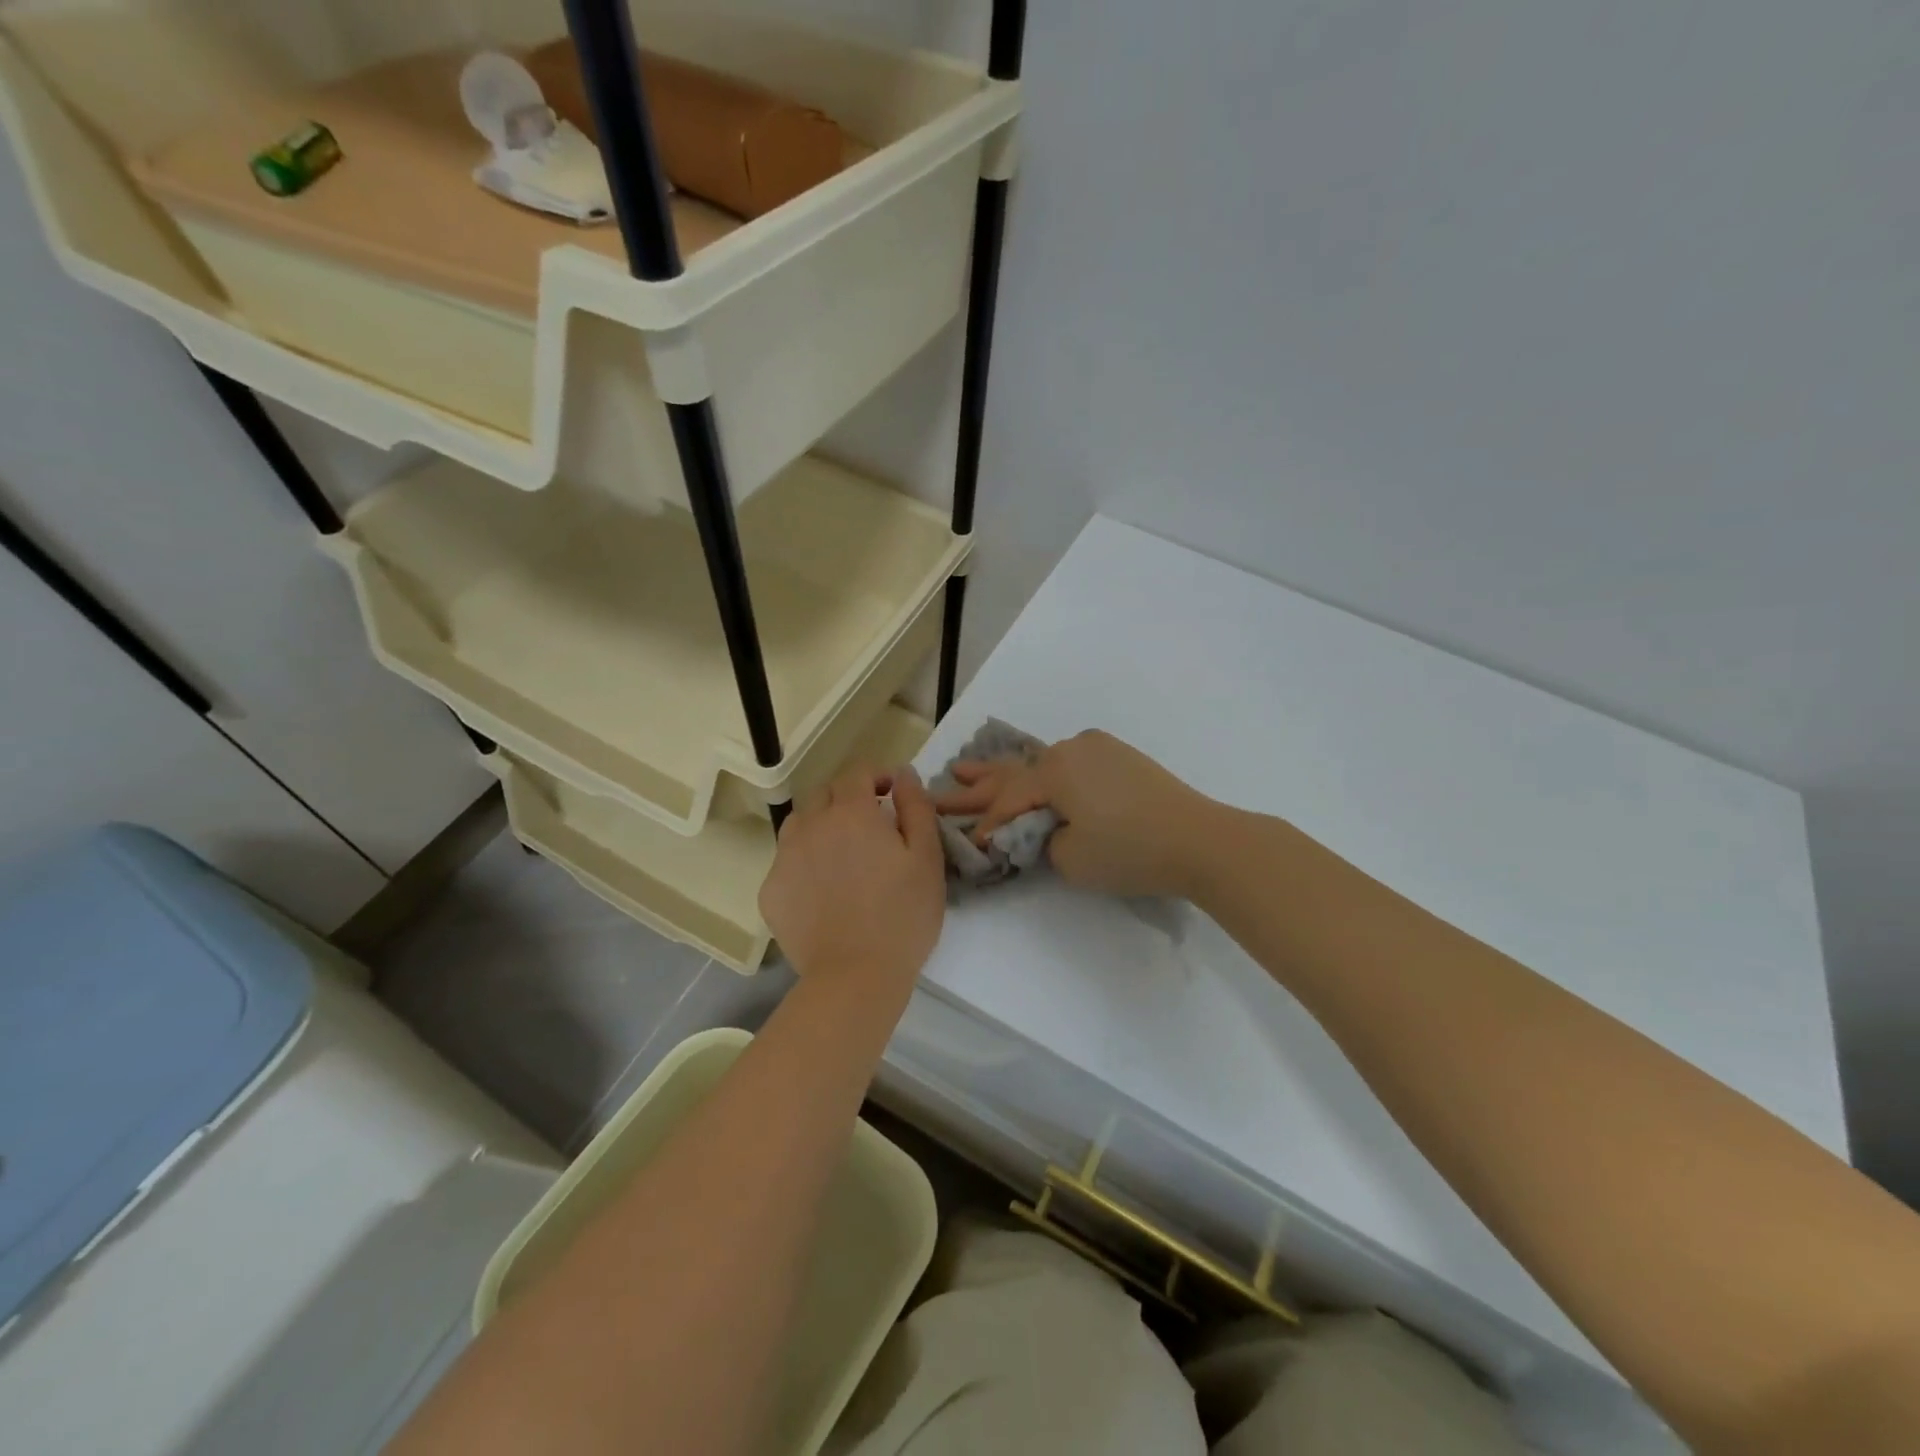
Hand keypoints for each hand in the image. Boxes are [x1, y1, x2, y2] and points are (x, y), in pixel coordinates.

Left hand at [760, 765, 945, 988]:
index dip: (876, 776)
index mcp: (851, 813)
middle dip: (847, 797)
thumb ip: (916, 808)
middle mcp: (811, 826)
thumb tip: (903, 775)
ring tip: (841, 852)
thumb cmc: (902, 916)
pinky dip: (804, 862)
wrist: (855, 976)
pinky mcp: (770, 891)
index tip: (892, 793)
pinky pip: (786, 861)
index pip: (857, 773)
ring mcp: (785, 858)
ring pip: (799, 823)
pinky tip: (823, 888)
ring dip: (820, 824)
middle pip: (823, 793)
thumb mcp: (927, 858)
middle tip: (871, 824)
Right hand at [932, 730, 1220, 898]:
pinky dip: (1044, 774)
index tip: (970, 846)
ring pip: (1041, 765)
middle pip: (1015, 772)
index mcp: (1055, 770)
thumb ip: (1041, 841)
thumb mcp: (1071, 858)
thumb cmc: (1130, 851)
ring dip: (1008, 773)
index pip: (1009, 801)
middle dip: (978, 783)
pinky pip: (1068, 764)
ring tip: (967, 767)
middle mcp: (1071, 749)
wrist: (1201, 840)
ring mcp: (1098, 749)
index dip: (987, 826)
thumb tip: (1042, 829)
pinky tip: (1027, 769)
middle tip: (944, 779)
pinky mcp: (1120, 758)